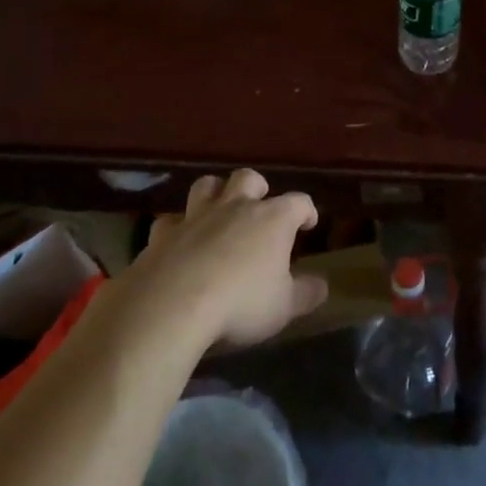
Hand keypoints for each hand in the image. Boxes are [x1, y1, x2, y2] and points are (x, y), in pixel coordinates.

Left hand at [130, 169, 328, 348]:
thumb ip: (305, 294)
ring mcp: (196, 216)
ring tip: (217, 210)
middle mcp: (236, 207)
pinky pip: (170, 220)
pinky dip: (176, 227)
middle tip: (258, 206)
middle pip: (248, 178)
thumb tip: (322, 286)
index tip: (308, 223)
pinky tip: (177, 242)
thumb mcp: (283, 307)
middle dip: (256, 187)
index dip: (306, 210)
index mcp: (273, 219)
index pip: (298, 202)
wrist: (173, 305)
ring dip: (214, 193)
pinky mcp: (163, 234)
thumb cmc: (241, 303)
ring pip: (206, 185)